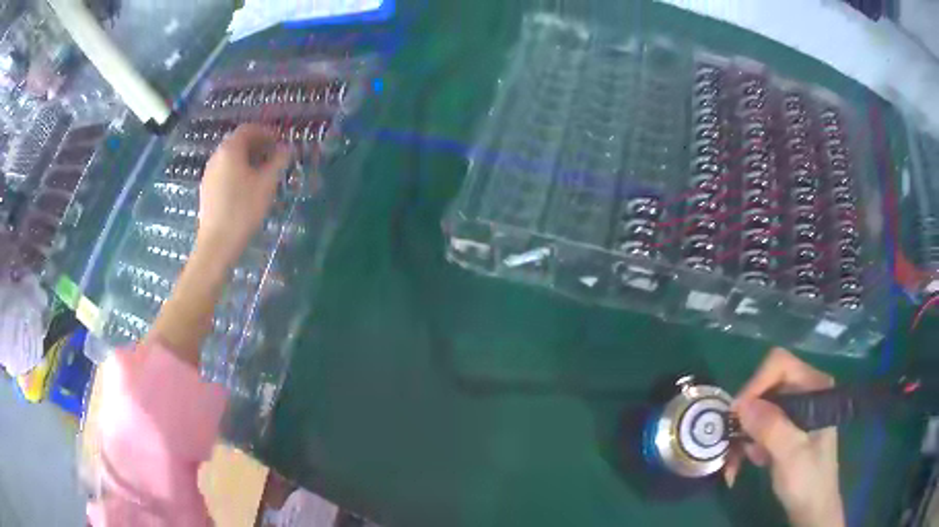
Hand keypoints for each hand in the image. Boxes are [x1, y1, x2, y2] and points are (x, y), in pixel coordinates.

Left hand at [197, 124, 289, 263]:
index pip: (248, 129)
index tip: (279, 141)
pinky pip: (224, 171)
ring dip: (247, 158)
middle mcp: (216, 156)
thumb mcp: (266, 184)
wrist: (217, 243)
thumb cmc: (243, 209)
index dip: (266, 132)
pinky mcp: (206, 190)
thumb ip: (278, 161)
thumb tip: (287, 148)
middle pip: (237, 142)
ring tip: (262, 173)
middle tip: (273, 156)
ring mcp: (209, 174)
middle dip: (257, 145)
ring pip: (230, 158)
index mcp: (230, 149)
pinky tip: (246, 188)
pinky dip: (237, 171)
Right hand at [724, 348, 843, 526]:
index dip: (756, 384)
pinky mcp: (787, 428)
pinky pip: (760, 425)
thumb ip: (771, 427)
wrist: (812, 507)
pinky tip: (750, 461)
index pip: (780, 365)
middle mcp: (805, 392)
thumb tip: (741, 405)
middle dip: (747, 416)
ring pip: (760, 408)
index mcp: (814, 388)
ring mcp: (796, 410)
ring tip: (739, 461)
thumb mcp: (791, 454)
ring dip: (745, 434)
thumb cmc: (808, 480)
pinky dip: (749, 443)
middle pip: (767, 386)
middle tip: (732, 443)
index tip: (737, 415)